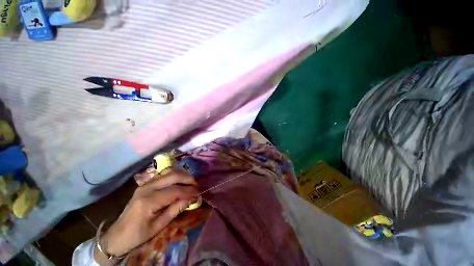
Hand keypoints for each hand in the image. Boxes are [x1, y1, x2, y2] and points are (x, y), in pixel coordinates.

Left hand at [94, 168, 198, 264]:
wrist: (118, 234)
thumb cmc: (139, 234)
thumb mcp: (160, 225)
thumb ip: (177, 209)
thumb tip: (193, 198)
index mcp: (149, 201)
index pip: (175, 191)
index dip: (189, 191)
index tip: (199, 193)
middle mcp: (147, 188)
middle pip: (173, 176)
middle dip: (188, 179)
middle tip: (196, 185)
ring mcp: (146, 183)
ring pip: (169, 171)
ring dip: (182, 174)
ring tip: (190, 182)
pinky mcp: (146, 183)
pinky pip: (164, 173)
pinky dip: (175, 174)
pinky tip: (180, 180)